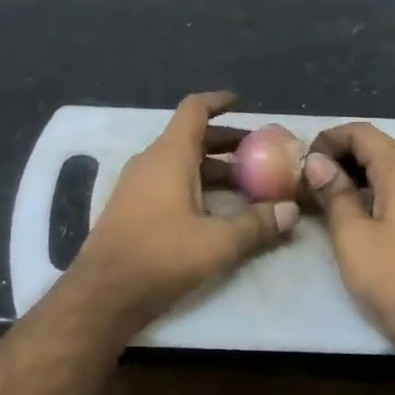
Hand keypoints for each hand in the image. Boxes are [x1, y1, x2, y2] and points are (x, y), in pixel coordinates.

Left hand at [65, 92, 297, 333]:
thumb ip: (256, 224)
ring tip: (247, 186)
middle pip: (191, 138)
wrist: (103, 292)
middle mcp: (150, 162)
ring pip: (180, 164)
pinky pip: (167, 183)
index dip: (219, 102)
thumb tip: (291, 210)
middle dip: (226, 142)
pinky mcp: (131, 208)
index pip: (194, 110)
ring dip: (212, 169)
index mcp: (170, 155)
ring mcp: (136, 185)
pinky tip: (215, 211)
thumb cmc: (161, 256)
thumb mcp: (218, 242)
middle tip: (260, 153)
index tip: (243, 103)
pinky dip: (194, 186)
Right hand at [302, 123, 394, 368]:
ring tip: (319, 198)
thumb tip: (316, 162)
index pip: (363, 133)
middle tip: (303, 179)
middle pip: (377, 150)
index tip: (299, 160)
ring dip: (353, 179)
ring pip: (388, 175)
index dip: (328, 139)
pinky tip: (349, 219)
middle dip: (338, 158)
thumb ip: (334, 194)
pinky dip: (370, 197)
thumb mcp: (353, 237)